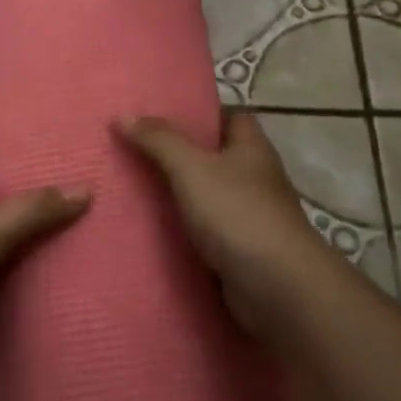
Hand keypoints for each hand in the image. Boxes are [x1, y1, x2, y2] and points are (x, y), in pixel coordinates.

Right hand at [115, 111, 339, 345]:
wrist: (277, 288)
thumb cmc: (238, 214)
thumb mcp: (191, 168)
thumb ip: (159, 140)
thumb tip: (123, 114)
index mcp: (252, 149)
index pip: (231, 117)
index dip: (201, 112)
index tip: (162, 113)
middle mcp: (256, 179)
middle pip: (216, 157)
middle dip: (181, 154)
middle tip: (136, 149)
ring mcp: (251, 217)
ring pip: (209, 196)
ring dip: (180, 195)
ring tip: (133, 187)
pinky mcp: (242, 251)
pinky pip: (207, 232)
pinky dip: (185, 231)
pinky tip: (153, 230)